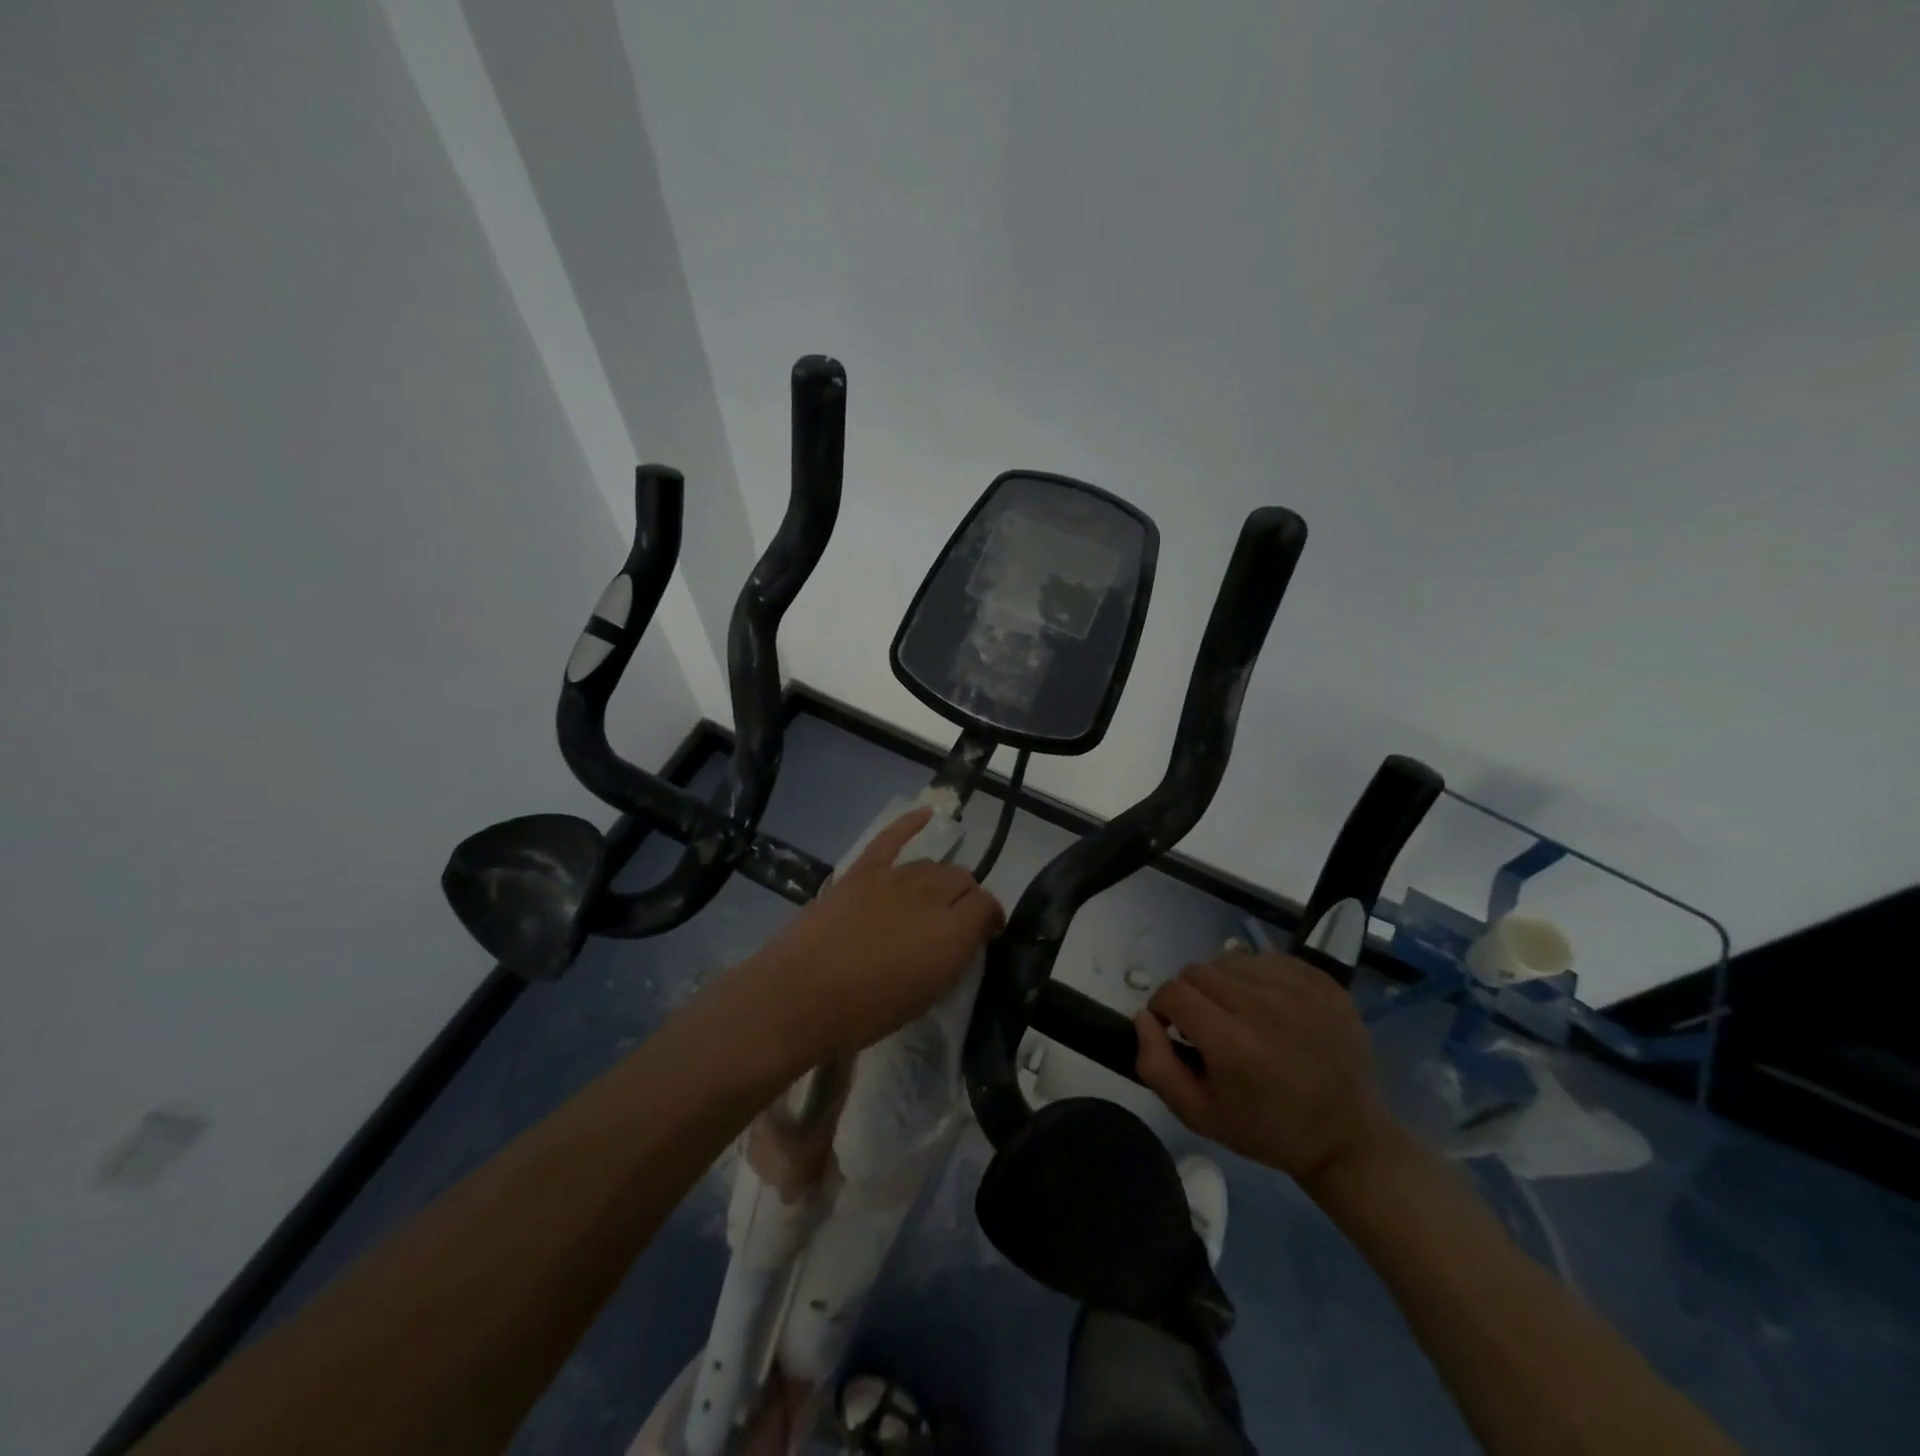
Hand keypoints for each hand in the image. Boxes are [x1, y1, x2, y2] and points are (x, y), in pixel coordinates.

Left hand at [741, 807, 1003, 1062]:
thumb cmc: (866, 1012)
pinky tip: (924, 813)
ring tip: (931, 898)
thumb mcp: (925, 996)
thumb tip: (962, 937)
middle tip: (955, 920)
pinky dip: (909, 823)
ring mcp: (894, 877)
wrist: (801, 995)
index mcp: (952, 932)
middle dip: (965, 897)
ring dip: (938, 880)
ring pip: (931, 865)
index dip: (990, 918)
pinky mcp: (862, 870)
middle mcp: (930, 895)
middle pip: (961, 879)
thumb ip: (951, 958)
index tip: (986, 932)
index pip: (987, 905)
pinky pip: (891, 838)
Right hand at [1134, 952, 1398, 1192]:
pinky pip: (1267, 959)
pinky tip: (1267, 1006)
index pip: (1173, 992)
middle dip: (1190, 995)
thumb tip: (1143, 1017)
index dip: (1162, 1008)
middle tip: (1206, 1025)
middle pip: (1198, 970)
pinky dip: (1256, 977)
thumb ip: (1156, 1065)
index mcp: (1232, 1042)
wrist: (1347, 1138)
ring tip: (1237, 1014)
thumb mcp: (1199, 1114)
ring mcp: (1297, 989)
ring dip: (1222, 984)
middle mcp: (1263, 1005)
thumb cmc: (1267, 1129)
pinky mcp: (1321, 981)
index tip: (1173, 1029)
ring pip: (1230, 960)